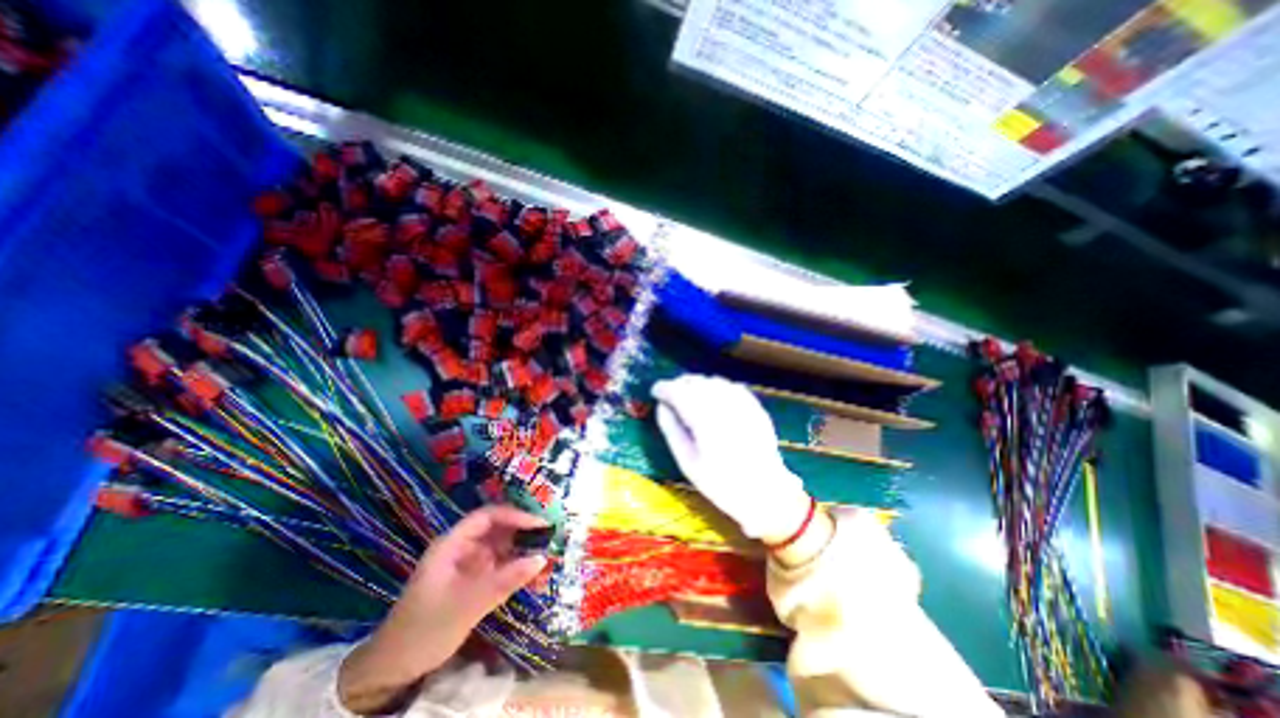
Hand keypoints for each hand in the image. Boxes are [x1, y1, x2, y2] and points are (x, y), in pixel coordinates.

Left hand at [336, 505, 545, 711]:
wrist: (394, 667)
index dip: (514, 515)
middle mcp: (462, 547)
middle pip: (496, 527)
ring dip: (521, 546)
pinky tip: (532, 568)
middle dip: (522, 528)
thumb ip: (505, 580)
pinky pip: (499, 564)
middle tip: (550, 533)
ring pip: (500, 545)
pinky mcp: (473, 579)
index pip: (487, 517)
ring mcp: (468, 563)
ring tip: (547, 547)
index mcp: (452, 543)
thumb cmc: (426, 628)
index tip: (539, 523)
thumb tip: (542, 558)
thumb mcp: (467, 604)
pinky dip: (516, 564)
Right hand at [652, 376, 809, 544]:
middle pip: (696, 381)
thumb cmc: (721, 483)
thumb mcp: (688, 462)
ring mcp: (742, 403)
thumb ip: (672, 430)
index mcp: (704, 420)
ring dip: (697, 384)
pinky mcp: (755, 406)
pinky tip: (712, 398)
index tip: (655, 391)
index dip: (664, 388)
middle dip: (679, 384)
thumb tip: (661, 406)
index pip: (678, 391)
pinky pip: (730, 386)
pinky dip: (716, 387)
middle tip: (670, 395)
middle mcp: (723, 405)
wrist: (765, 492)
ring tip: (689, 396)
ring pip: (713, 380)